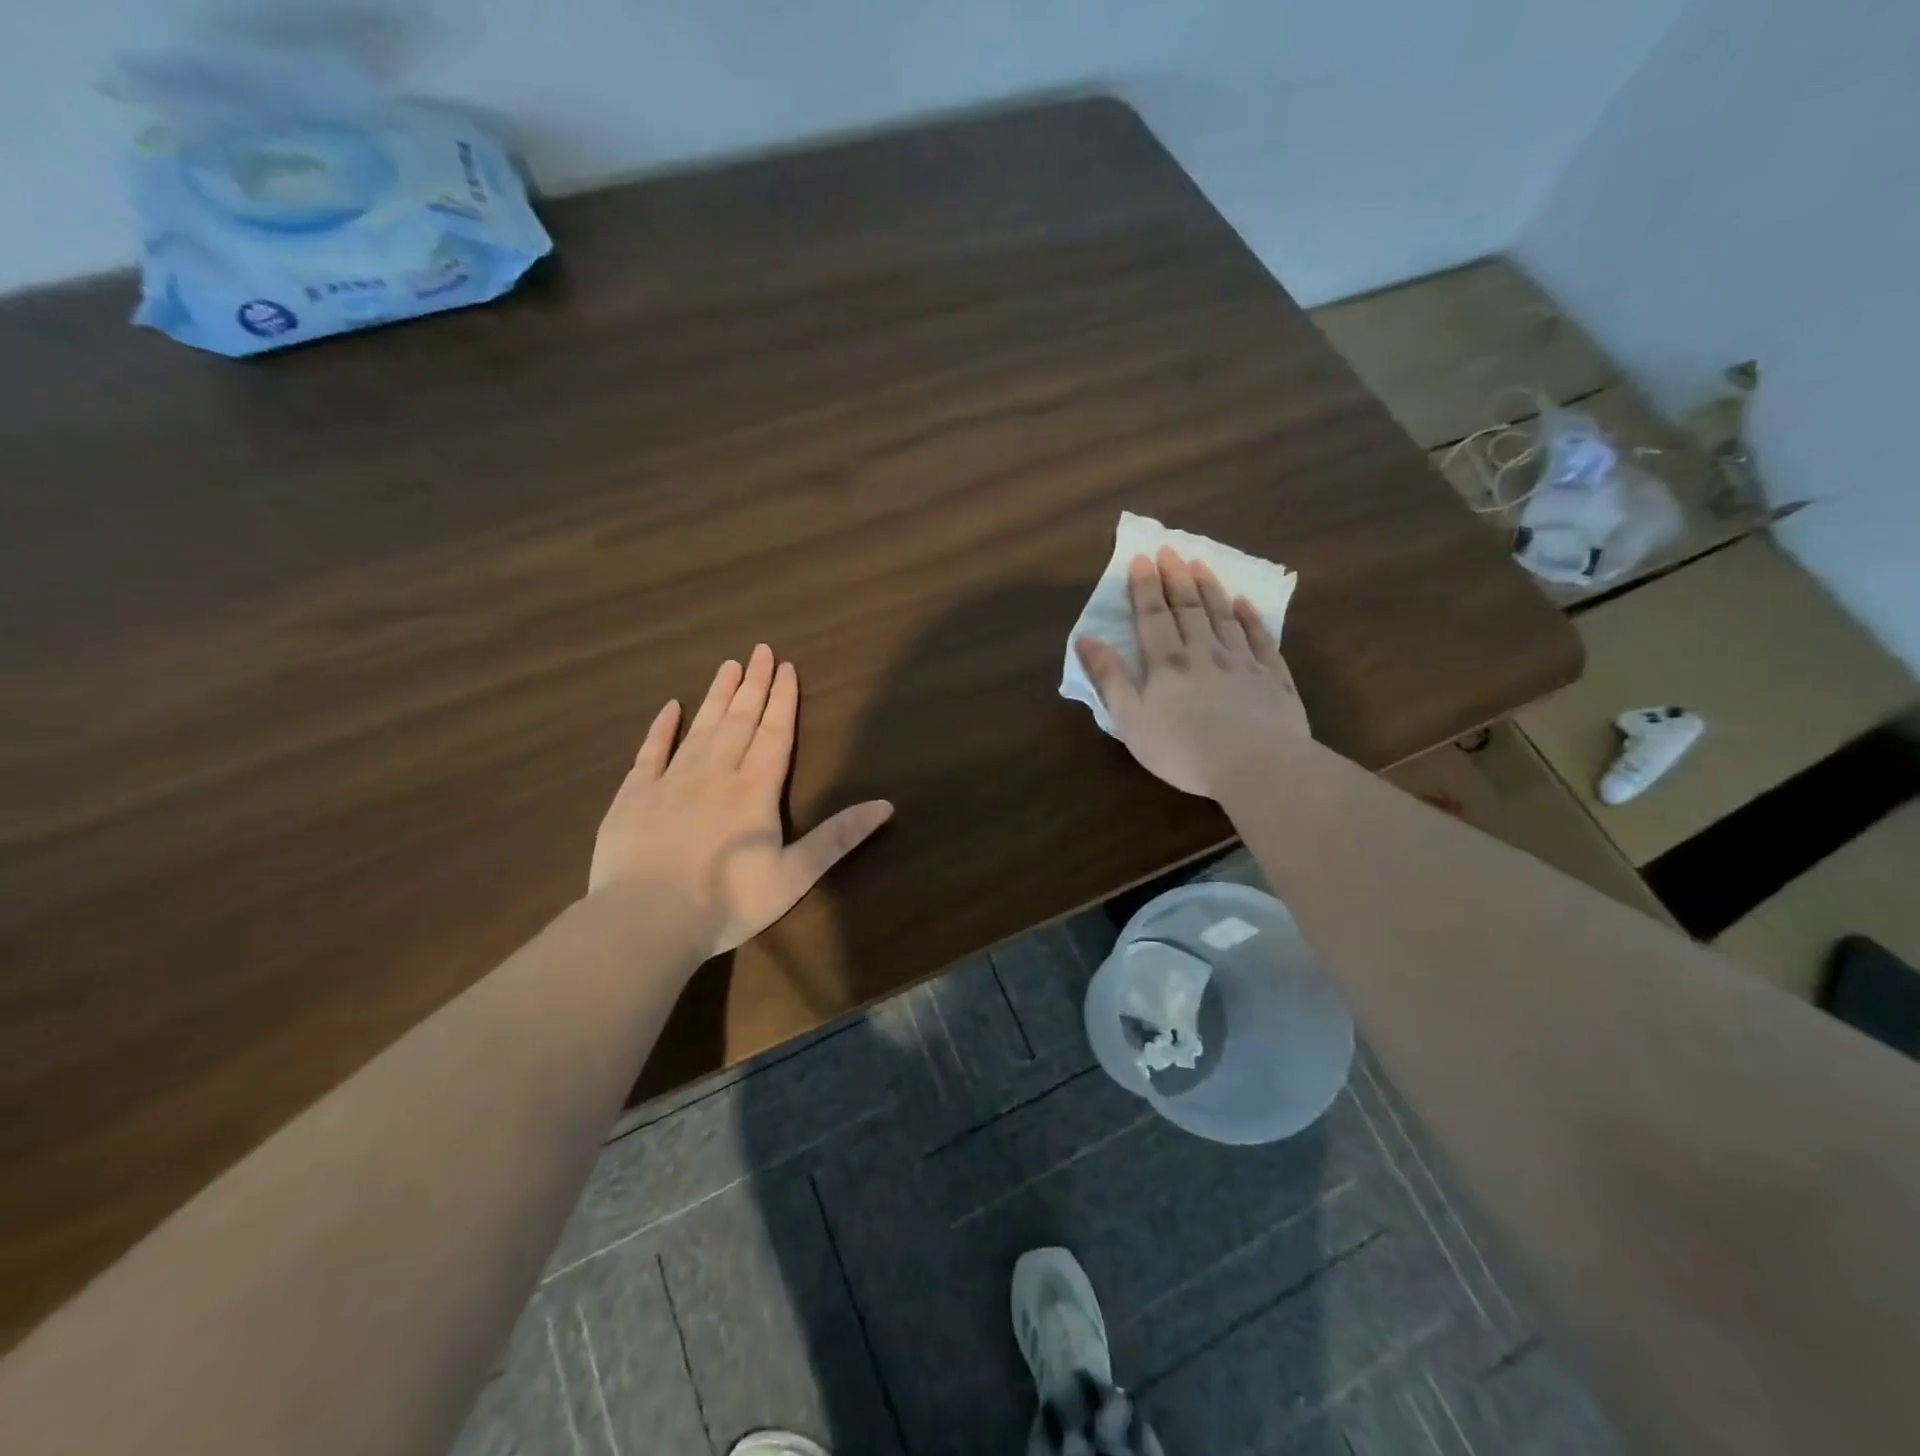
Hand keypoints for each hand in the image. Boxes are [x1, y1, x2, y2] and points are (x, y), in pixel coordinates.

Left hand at [589, 644, 893, 956]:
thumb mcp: (795, 875)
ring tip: (728, 665)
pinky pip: (651, 752)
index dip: (782, 700)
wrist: (647, 921)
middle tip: (760, 650)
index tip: (786, 667)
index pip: (774, 734)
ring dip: (717, 695)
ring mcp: (671, 781)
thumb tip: (886, 805)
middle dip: (753, 684)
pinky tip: (671, 707)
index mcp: (755, 790)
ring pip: (700, 728)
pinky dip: (662, 728)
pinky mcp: (633, 796)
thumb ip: (838, 837)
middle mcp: (715, 774)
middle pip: (739, 720)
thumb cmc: (728, 902)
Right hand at [1075, 548, 1308, 798]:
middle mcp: (1205, 653)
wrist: (1256, 765)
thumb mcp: (1131, 720)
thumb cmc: (1183, 749)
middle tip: (1170, 550)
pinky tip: (1246, 603)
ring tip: (1201, 564)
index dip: (1144, 587)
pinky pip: (1261, 640)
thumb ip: (1110, 678)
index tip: (1141, 558)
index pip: (1152, 617)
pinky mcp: (1274, 679)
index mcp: (1168, 665)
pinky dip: (1252, 619)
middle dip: (1176, 579)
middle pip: (1188, 609)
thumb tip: (1085, 639)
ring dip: (1210, 590)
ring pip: (1224, 617)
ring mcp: (1243, 663)